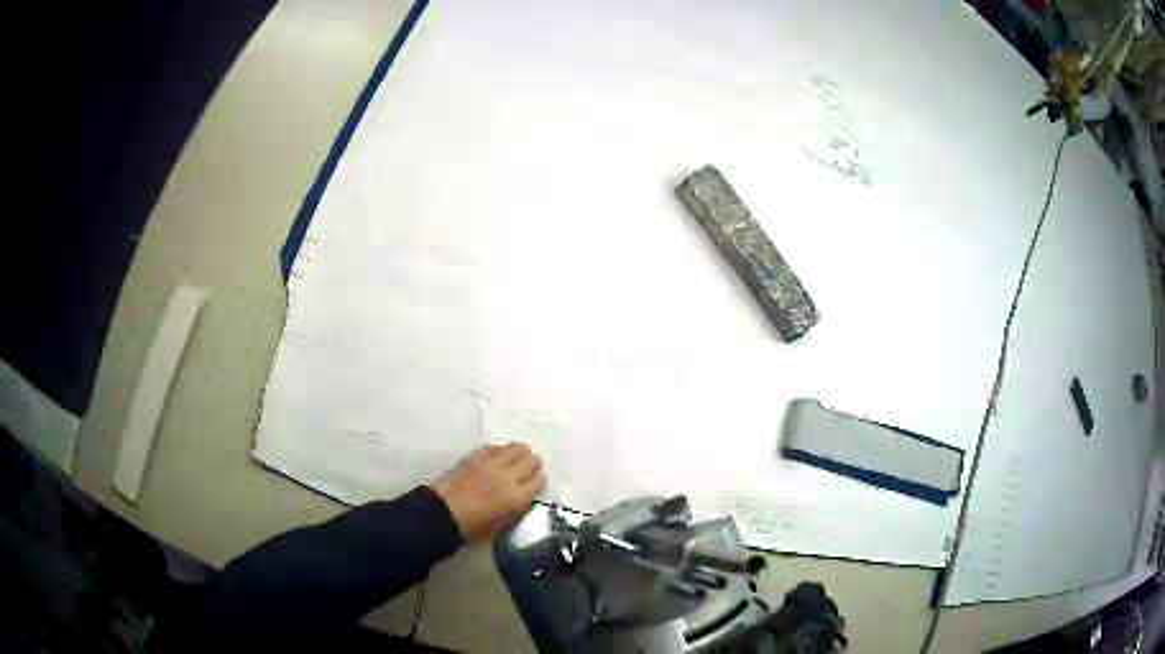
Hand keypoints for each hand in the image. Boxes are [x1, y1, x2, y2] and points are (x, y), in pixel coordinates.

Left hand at [430, 442, 546, 542]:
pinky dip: (499, 451)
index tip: (532, 485)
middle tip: (527, 471)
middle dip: (533, 465)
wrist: (441, 514)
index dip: (538, 482)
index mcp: (516, 498)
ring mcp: (491, 464)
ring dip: (520, 454)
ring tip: (514, 460)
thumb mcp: (500, 525)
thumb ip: (515, 509)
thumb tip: (521, 497)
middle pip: (533, 460)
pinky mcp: (475, 456)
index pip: (540, 481)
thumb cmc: (471, 528)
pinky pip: (494, 447)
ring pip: (517, 447)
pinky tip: (496, 458)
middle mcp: (508, 477)